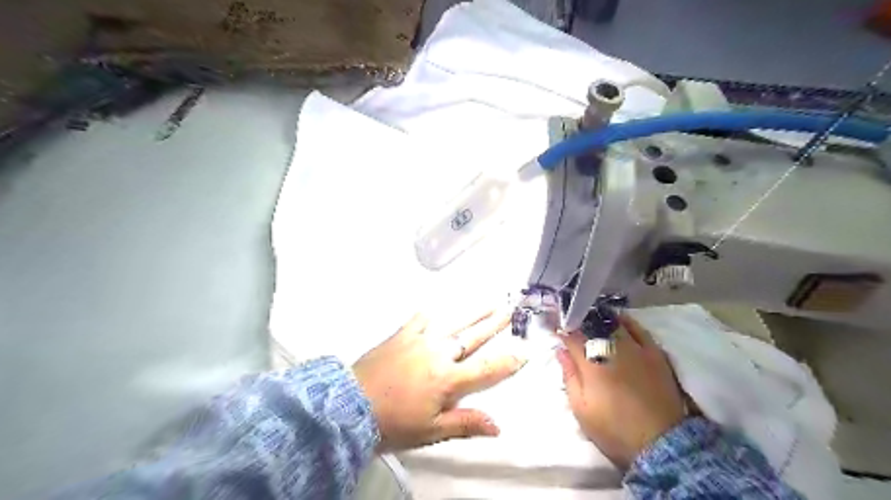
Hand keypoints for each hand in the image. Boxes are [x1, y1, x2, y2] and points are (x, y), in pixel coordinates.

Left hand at [354, 311, 522, 449]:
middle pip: (473, 337)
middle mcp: (439, 354)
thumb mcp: (431, 431)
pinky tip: (437, 307)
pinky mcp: (402, 334)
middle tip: (510, 309)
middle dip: (495, 324)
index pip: (487, 369)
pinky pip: (421, 319)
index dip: (509, 361)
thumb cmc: (394, 422)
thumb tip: (498, 426)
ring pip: (453, 322)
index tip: (525, 350)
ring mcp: (420, 340)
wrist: (350, 405)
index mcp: (449, 379)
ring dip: (473, 312)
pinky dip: (431, 313)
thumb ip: (465, 424)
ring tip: (489, 301)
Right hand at [555, 316, 686, 467]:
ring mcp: (635, 349)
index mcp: (591, 364)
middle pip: (592, 326)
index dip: (561, 330)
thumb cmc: (614, 429)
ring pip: (613, 324)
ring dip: (599, 319)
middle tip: (572, 322)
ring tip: (591, 317)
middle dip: (579, 322)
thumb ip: (569, 377)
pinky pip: (639, 329)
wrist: (661, 444)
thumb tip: (561, 351)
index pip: (572, 337)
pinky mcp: (654, 353)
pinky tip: (618, 318)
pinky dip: (626, 321)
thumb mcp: (582, 410)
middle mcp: (612, 349)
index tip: (554, 328)